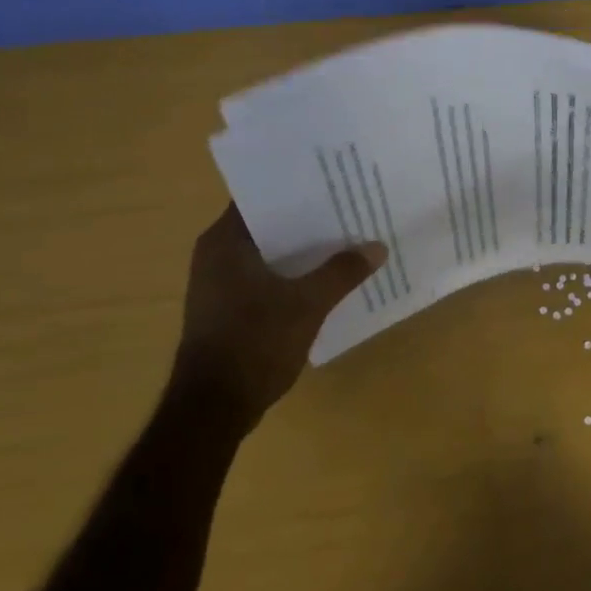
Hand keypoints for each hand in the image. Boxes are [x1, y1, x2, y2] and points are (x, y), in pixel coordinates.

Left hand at [173, 205, 386, 421]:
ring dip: (306, 251)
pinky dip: (295, 275)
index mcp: (224, 242)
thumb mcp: (307, 304)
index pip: (263, 197)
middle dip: (311, 221)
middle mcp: (217, 256)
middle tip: (353, 208)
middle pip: (271, 226)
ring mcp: (221, 285)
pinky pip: (269, 279)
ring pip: (272, 255)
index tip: (335, 181)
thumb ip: (342, 272)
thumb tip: (377, 247)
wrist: (213, 409)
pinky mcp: (230, 310)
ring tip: (349, 239)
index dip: (299, 188)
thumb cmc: (253, 343)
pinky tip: (329, 279)